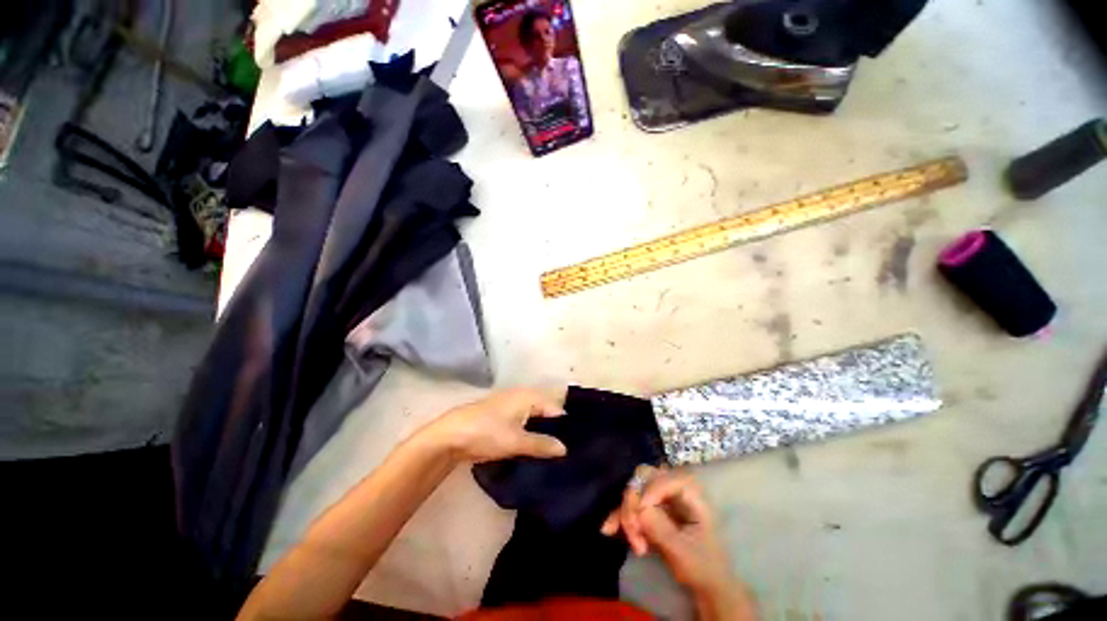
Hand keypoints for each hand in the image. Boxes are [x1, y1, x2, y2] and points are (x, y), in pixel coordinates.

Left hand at [424, 388, 567, 462]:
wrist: (450, 436)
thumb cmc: (486, 432)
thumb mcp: (516, 441)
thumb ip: (541, 444)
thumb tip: (565, 449)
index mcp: (528, 396)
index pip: (555, 408)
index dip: (565, 425)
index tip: (576, 443)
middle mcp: (522, 397)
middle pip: (546, 412)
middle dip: (555, 428)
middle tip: (568, 449)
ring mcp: (511, 406)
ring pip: (534, 418)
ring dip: (543, 432)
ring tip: (555, 452)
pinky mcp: (502, 418)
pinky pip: (523, 423)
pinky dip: (531, 433)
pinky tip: (535, 449)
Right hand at [602, 466, 736, 597]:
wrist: (707, 586)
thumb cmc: (702, 567)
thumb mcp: (682, 551)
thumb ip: (659, 527)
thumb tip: (638, 508)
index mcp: (689, 492)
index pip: (664, 478)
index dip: (649, 491)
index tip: (640, 518)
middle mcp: (673, 488)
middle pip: (643, 478)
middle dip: (633, 503)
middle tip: (633, 532)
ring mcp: (661, 497)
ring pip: (633, 491)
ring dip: (627, 514)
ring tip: (635, 544)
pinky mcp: (651, 507)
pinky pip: (631, 504)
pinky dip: (620, 516)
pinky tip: (610, 530)